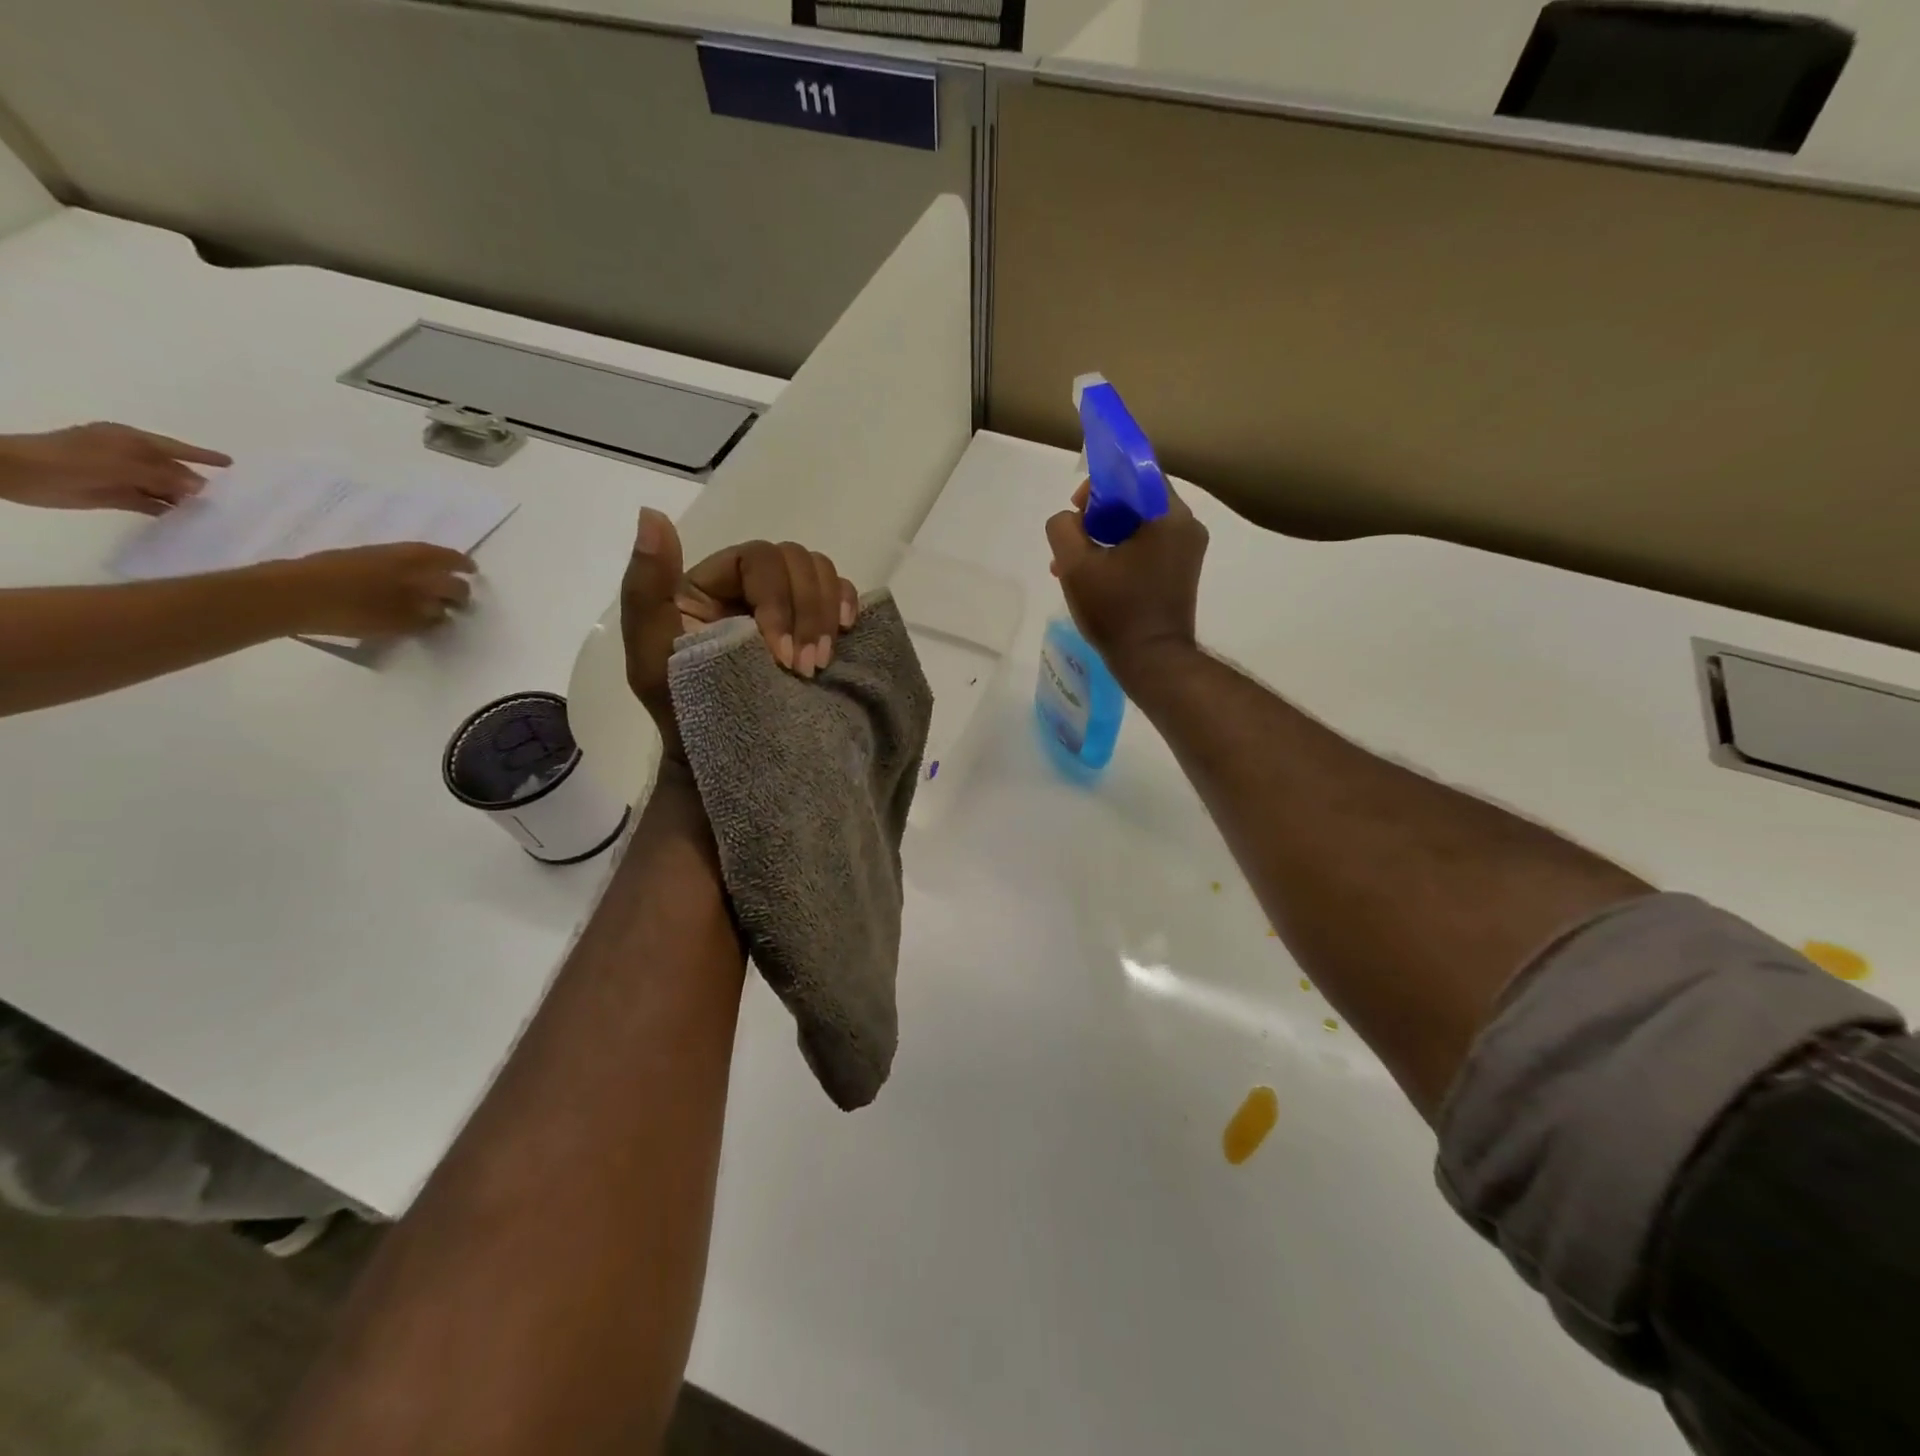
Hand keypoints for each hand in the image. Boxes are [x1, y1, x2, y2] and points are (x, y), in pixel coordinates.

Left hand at [0, 422, 231, 514]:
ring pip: (163, 488)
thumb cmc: (69, 460)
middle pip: (172, 470)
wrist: (16, 473)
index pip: (175, 448)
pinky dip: (167, 510)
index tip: (231, 463)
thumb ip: (162, 475)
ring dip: (184, 499)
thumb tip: (202, 486)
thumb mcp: (119, 464)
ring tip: (214, 512)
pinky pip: (149, 503)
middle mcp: (129, 457)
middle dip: (197, 482)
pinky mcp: (115, 495)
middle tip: (229, 498)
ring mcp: (122, 477)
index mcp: (129, 441)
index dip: (202, 456)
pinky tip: (186, 520)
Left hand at [261, 543, 476, 637]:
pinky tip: (398, 587)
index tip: (470, 588)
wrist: (290, 595)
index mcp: (416, 566)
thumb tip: (442, 614)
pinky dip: (403, 572)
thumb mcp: (397, 621)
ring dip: (426, 570)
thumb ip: (424, 618)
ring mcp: (372, 555)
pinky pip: (390, 562)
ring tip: (430, 587)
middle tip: (457, 589)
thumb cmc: (352, 610)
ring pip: (411, 559)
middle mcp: (399, 555)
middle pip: (434, 561)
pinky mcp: (350, 560)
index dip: (463, 581)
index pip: (451, 571)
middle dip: (450, 574)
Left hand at [621, 508, 857, 759]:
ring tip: (818, 664)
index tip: (776, 653)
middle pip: (795, 560)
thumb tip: (652, 516)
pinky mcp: (814, 627)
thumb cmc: (683, 714)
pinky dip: (847, 604)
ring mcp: (787, 606)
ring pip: (820, 572)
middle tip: (803, 668)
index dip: (776, 599)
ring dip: (826, 614)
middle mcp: (750, 586)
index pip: (757, 559)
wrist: (724, 761)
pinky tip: (845, 631)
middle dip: (806, 612)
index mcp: (711, 583)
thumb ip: (646, 587)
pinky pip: (840, 594)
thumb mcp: (650, 655)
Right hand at [1045, 478, 1208, 672]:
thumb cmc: (1116, 611)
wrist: (1152, 662)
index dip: (1099, 483)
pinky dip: (1120, 554)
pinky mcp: (1181, 573)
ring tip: (1073, 568)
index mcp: (1168, 515)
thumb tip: (1069, 521)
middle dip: (1096, 517)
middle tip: (1071, 543)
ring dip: (1103, 538)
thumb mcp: (1075, 566)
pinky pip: (1147, 548)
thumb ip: (1063, 528)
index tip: (1077, 509)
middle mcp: (1186, 526)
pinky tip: (1095, 579)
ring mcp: (1187, 551)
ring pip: (1138, 526)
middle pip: (1135, 500)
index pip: (1134, 473)